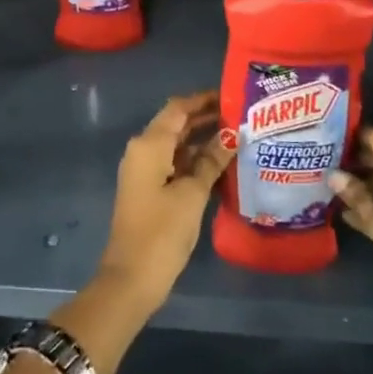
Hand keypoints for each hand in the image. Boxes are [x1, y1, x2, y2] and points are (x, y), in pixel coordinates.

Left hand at [94, 92, 230, 313]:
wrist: (131, 278)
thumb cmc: (162, 232)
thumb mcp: (192, 194)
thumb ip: (211, 161)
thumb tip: (232, 135)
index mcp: (149, 144)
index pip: (178, 109)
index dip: (203, 100)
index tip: (232, 95)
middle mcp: (143, 150)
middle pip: (176, 124)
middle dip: (206, 118)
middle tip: (241, 115)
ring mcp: (144, 171)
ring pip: (176, 145)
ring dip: (202, 139)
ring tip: (238, 137)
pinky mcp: (148, 189)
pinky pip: (173, 163)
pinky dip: (194, 160)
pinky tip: (221, 164)